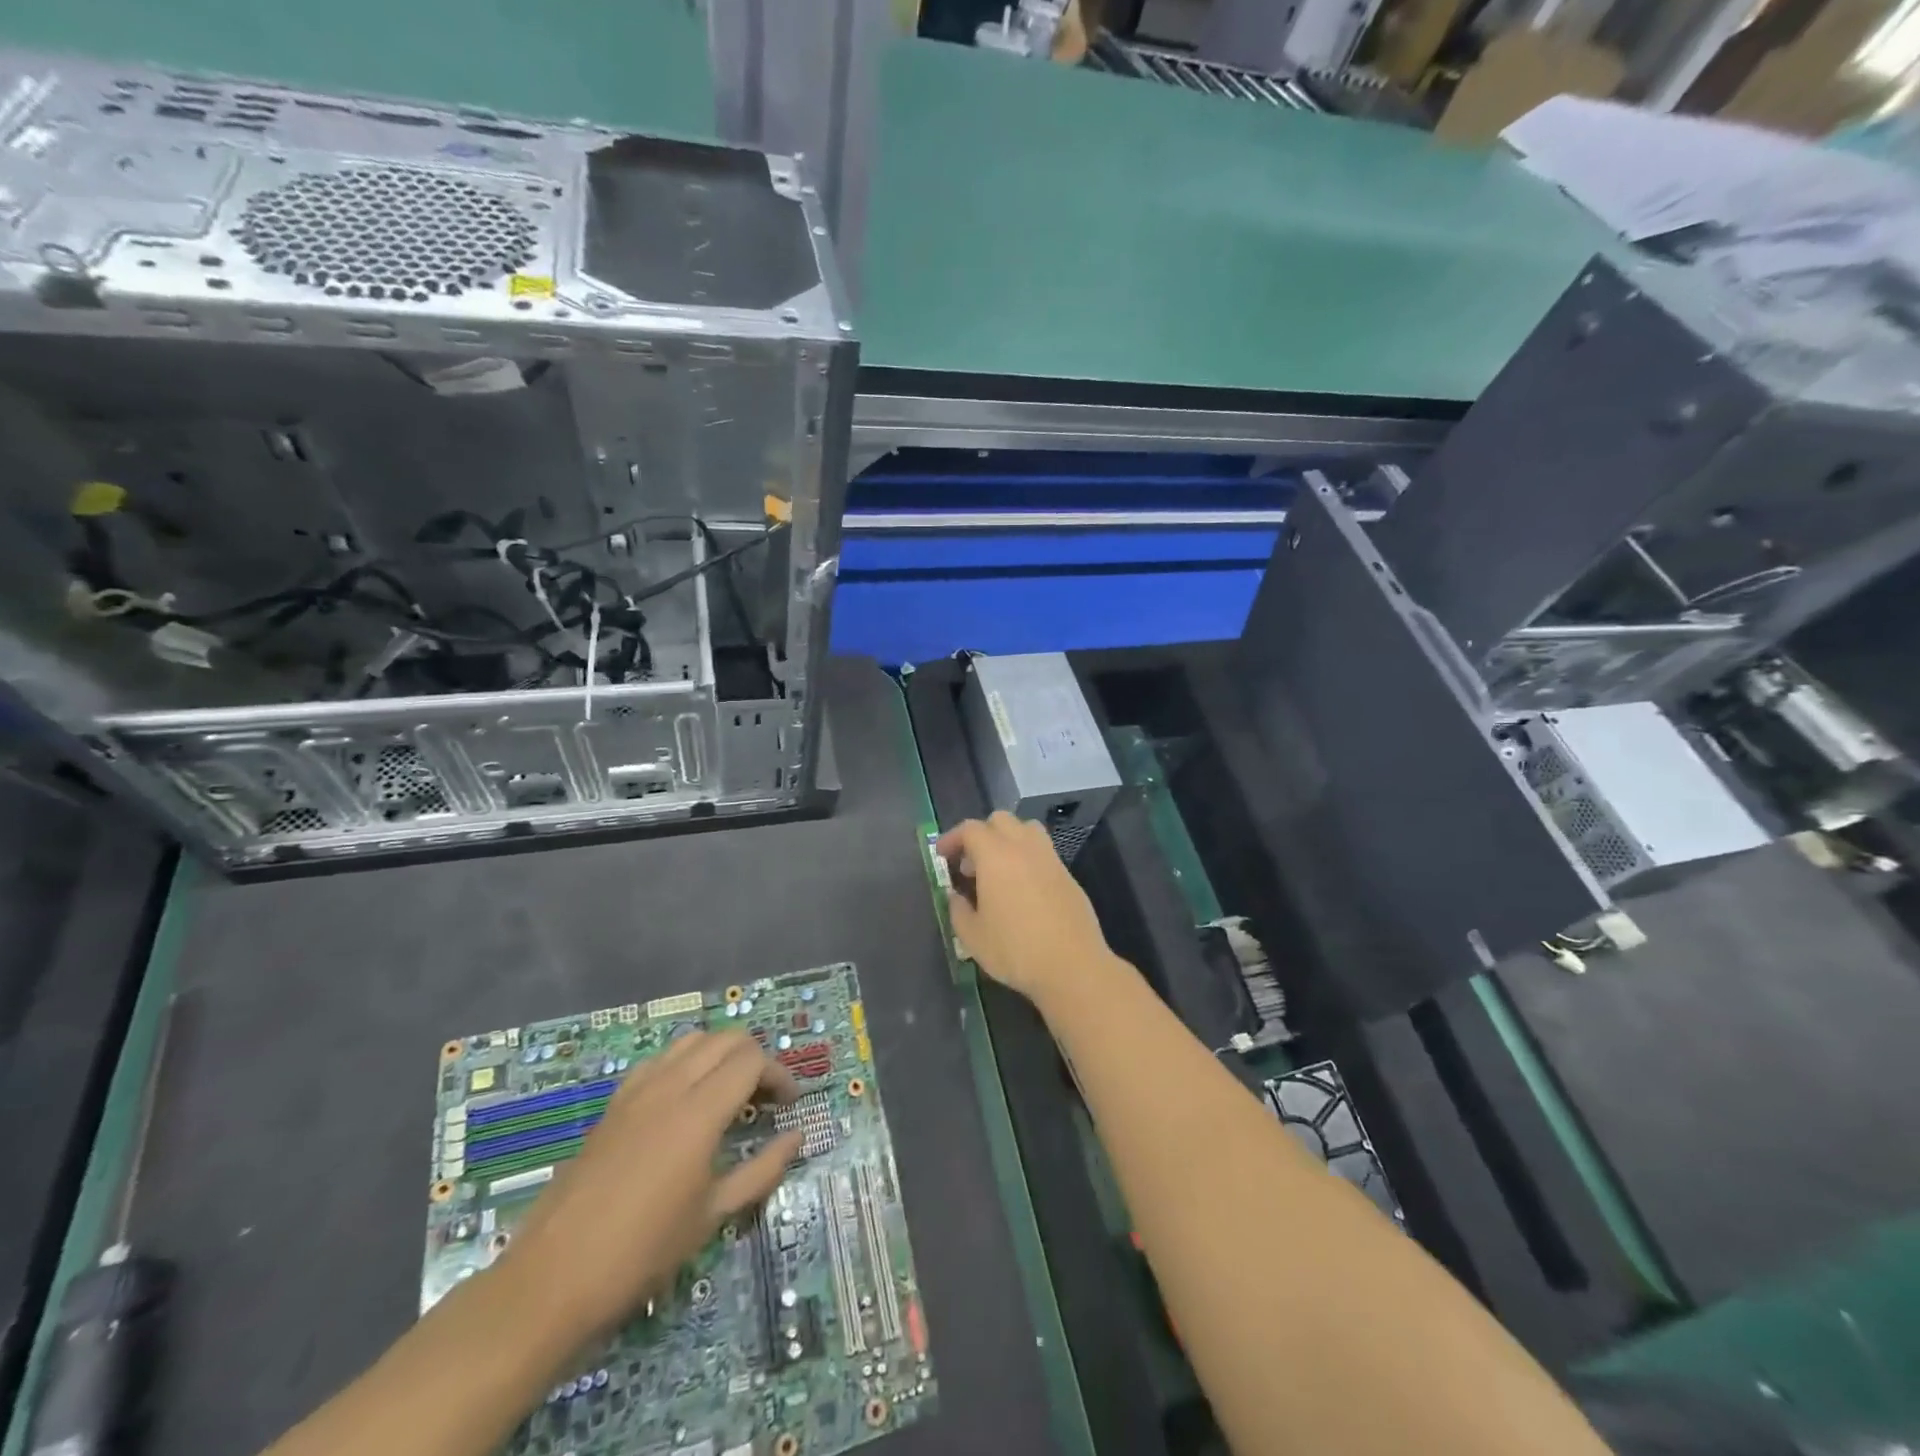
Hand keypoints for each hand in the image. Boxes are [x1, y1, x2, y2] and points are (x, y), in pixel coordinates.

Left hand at [501, 1030, 801, 1343]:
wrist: (553, 1279)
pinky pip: (659, 1060)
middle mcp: (670, 1086)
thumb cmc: (643, 1252)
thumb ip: (762, 1169)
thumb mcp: (713, 1215)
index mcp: (700, 1111)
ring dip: (719, 1055)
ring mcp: (637, 1090)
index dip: (778, 1075)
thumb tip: (797, 1136)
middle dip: (754, 1059)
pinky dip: (684, 1064)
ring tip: (730, 1093)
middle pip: (725, 1039)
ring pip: (691, 1041)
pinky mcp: (614, 1103)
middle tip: (765, 1098)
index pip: (751, 1060)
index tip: (789, 1104)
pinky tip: (684, 1101)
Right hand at [936, 811, 1117, 1004]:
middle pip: (1000, 820)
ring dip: (1007, 841)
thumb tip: (956, 897)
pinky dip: (1027, 859)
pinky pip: (1043, 853)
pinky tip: (1022, 891)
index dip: (952, 838)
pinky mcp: (1068, 876)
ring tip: (998, 872)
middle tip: (970, 865)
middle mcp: (1025, 848)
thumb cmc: (1016, 950)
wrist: (1073, 966)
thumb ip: (958, 910)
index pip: (971, 829)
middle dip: (981, 835)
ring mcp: (1051, 859)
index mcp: (996, 856)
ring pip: (1027, 830)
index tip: (942, 856)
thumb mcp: (973, 937)